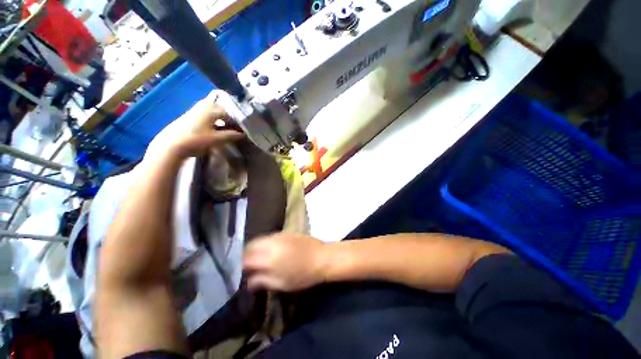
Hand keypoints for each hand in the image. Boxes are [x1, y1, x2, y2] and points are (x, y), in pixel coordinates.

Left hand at [145, 91, 243, 160]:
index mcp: (211, 110)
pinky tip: (214, 127)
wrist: (171, 145)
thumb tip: (243, 134)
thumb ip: (231, 135)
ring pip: (212, 110)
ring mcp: (194, 110)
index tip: (242, 128)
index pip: (229, 112)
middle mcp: (203, 106)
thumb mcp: (216, 139)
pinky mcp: (189, 116)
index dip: (237, 121)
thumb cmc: (196, 140)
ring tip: (226, 126)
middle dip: (229, 116)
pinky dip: (213, 118)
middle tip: (235, 126)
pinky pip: (206, 113)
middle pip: (220, 108)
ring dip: (220, 117)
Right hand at [243, 233, 329, 291]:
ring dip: (256, 247)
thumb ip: (263, 281)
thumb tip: (248, 282)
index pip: (247, 259)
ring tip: (259, 257)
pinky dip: (265, 242)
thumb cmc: (303, 275)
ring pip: (260, 239)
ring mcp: (279, 235)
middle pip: (251, 245)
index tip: (243, 272)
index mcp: (269, 258)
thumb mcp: (282, 284)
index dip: (242, 266)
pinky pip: (270, 236)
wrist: (322, 257)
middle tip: (249, 264)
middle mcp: (272, 244)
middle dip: (247, 254)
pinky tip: (270, 250)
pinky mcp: (286, 232)